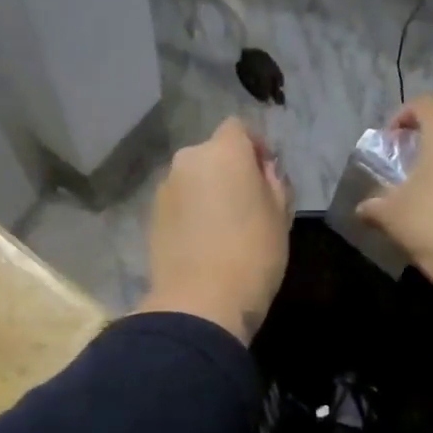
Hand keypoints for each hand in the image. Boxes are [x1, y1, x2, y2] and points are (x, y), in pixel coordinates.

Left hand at [137, 119, 292, 344]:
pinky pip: (179, 203)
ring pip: (193, 179)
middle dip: (230, 170)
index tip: (266, 175)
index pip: (238, 128)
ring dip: (208, 191)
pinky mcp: (152, 217)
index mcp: (223, 152)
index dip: (254, 147)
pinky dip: (191, 212)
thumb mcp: (280, 216)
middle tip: (248, 203)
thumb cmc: (253, 255)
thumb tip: (261, 170)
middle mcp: (188, 161)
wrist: (200, 303)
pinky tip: (204, 241)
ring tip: (224, 226)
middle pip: (213, 153)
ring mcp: (165, 189)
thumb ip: (273, 182)